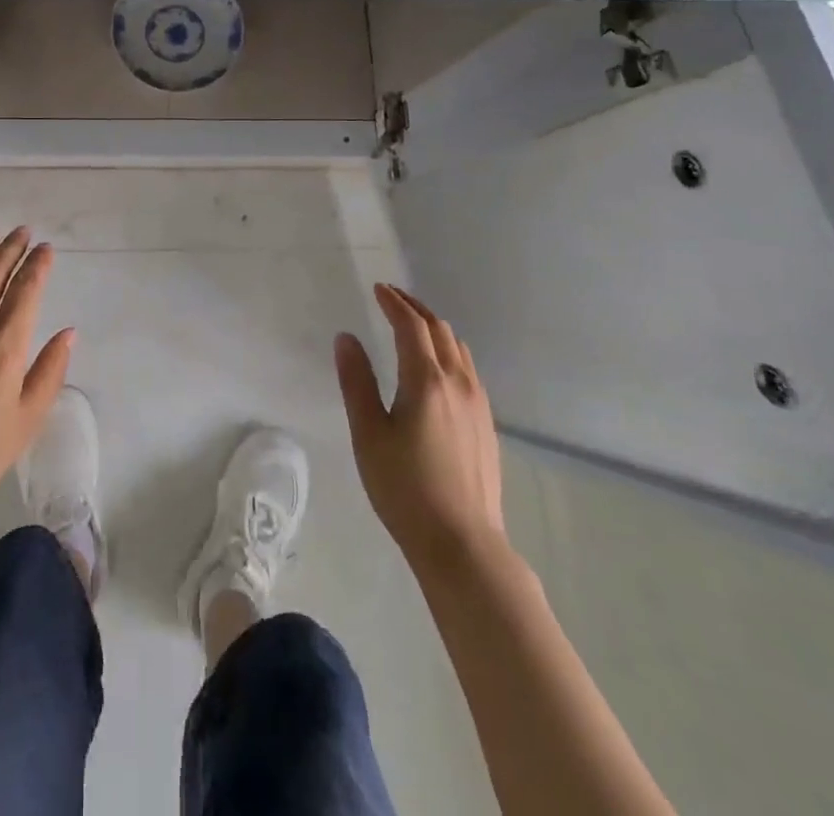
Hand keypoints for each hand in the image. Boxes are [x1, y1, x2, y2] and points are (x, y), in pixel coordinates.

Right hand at [335, 283, 504, 568]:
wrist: (462, 544)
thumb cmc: (405, 488)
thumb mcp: (368, 434)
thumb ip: (357, 381)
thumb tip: (346, 338)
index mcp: (426, 380)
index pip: (411, 326)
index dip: (394, 303)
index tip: (378, 289)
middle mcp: (458, 383)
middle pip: (440, 330)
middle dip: (415, 308)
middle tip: (391, 299)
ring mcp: (478, 404)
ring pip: (458, 348)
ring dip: (434, 328)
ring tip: (412, 326)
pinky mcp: (486, 424)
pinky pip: (468, 369)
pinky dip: (449, 351)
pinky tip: (437, 368)